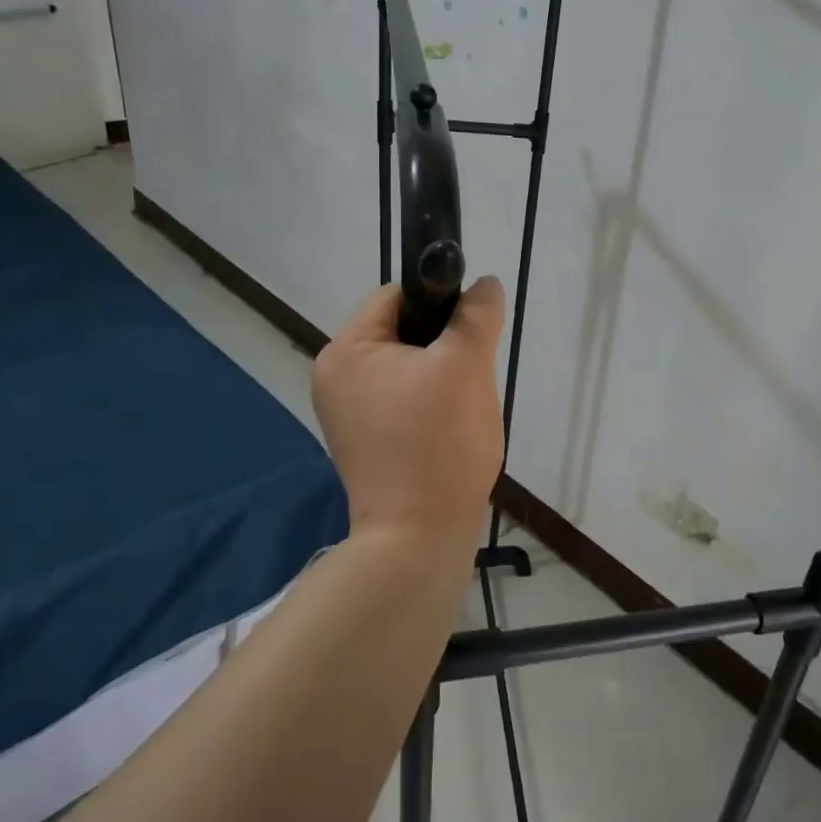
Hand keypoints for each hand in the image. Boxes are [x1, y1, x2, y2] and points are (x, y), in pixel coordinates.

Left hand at [312, 278, 506, 553]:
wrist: (419, 538)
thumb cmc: (440, 443)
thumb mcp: (466, 366)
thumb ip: (476, 315)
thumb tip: (485, 284)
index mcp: (346, 351)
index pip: (397, 296)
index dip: (441, 303)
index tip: (472, 333)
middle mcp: (335, 378)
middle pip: (402, 334)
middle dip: (444, 347)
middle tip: (471, 378)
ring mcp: (347, 414)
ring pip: (408, 369)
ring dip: (441, 378)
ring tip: (463, 410)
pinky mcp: (365, 443)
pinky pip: (403, 403)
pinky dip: (429, 407)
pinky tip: (450, 431)